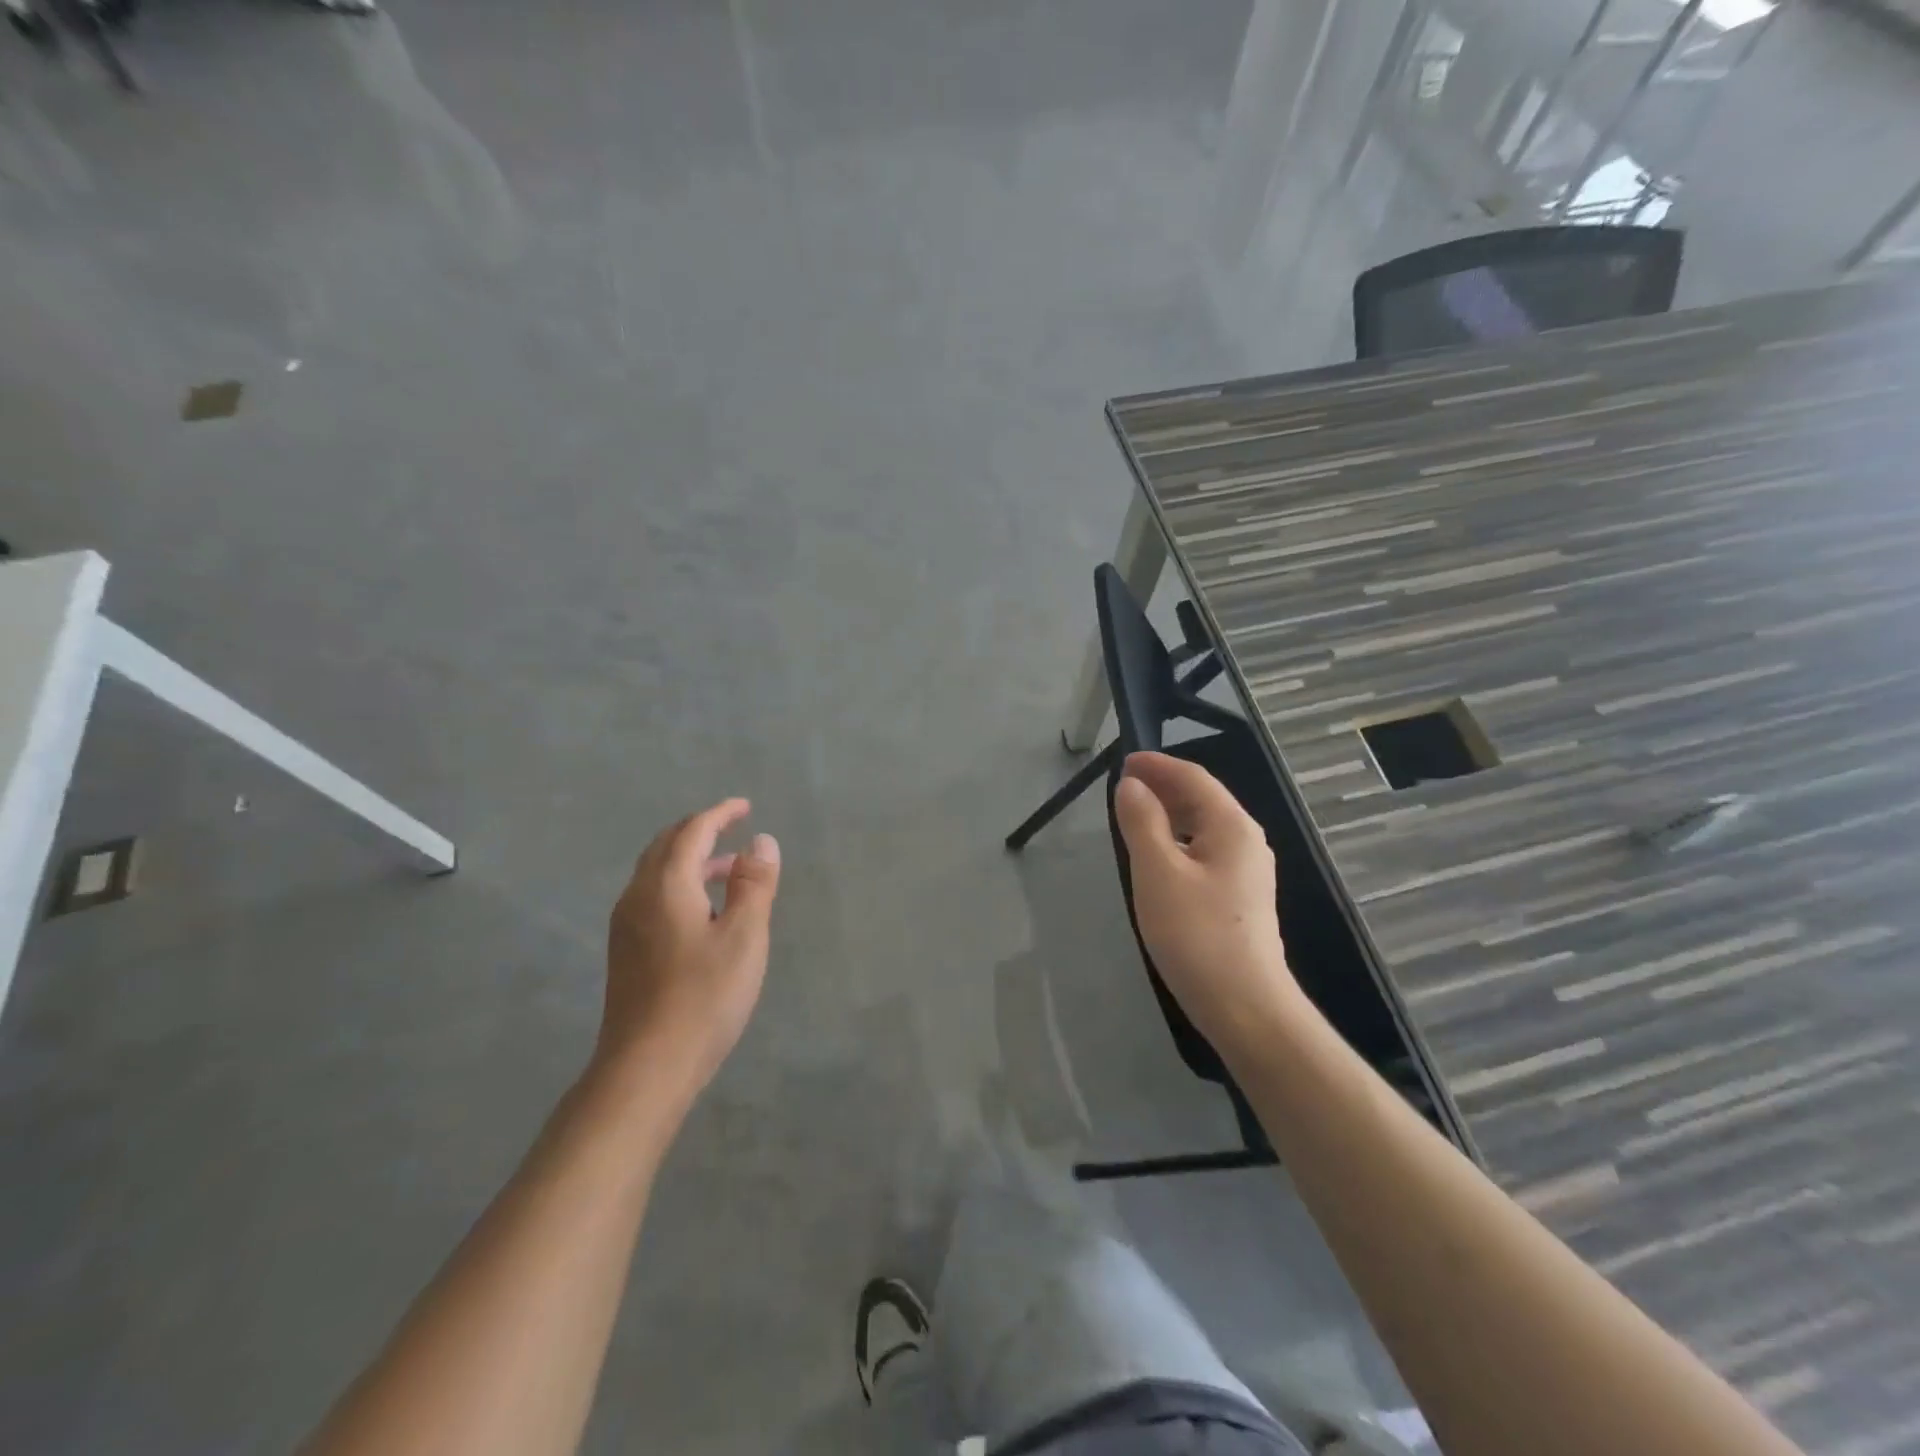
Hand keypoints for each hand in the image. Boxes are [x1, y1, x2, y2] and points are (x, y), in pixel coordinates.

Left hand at [597, 798, 781, 1096]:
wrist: (646, 1067)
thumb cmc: (704, 997)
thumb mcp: (744, 936)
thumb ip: (754, 883)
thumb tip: (761, 841)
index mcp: (666, 885)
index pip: (692, 831)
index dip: (720, 814)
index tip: (745, 806)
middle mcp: (638, 896)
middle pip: (666, 846)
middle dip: (700, 830)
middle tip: (733, 828)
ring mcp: (627, 925)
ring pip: (657, 872)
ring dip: (691, 860)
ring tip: (730, 870)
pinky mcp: (626, 951)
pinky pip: (653, 896)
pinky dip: (680, 884)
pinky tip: (704, 911)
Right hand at [1113, 752, 1301, 1057]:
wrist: (1245, 1006)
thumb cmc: (1196, 934)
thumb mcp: (1157, 872)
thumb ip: (1142, 822)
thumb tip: (1131, 785)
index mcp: (1232, 826)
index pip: (1194, 778)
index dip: (1157, 766)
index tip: (1123, 762)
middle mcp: (1246, 841)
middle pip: (1203, 799)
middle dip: (1163, 787)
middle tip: (1122, 788)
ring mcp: (1247, 871)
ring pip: (1203, 827)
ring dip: (1169, 814)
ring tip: (1134, 817)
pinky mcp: (1240, 898)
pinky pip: (1205, 851)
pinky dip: (1178, 841)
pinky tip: (1157, 858)